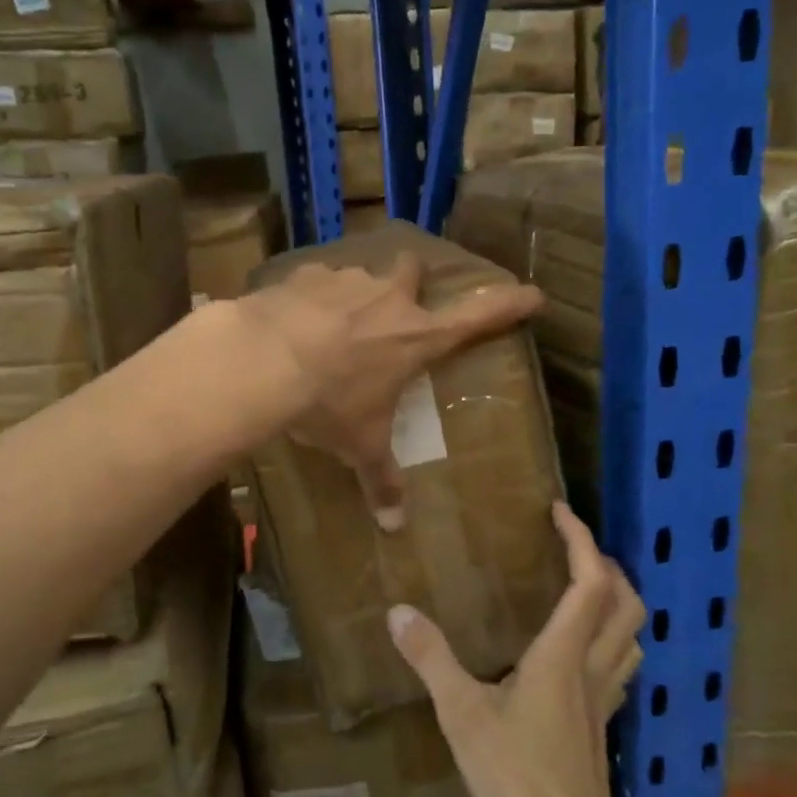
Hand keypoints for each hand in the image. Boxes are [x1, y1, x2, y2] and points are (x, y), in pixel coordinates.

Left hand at [239, 250, 541, 527]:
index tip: (533, 294)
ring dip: (351, 295)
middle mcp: (387, 299)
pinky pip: (313, 281)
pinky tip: (290, 322)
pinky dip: (307, 298)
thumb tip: (394, 527)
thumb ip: (380, 479)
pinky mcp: (302, 275)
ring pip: (359, 275)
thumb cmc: (330, 402)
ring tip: (328, 325)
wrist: (263, 360)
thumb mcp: (359, 444)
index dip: (509, 304)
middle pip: (412, 269)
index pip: (479, 315)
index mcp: (416, 337)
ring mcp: (345, 281)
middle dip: (409, 280)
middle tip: (397, 302)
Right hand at [388, 503, 643, 796]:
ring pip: (631, 635)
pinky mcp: (603, 724)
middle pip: (627, 603)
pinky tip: (583, 651)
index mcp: (562, 654)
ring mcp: (603, 698)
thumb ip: (431, 659)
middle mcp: (591, 667)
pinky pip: (619, 665)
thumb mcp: (462, 715)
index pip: (590, 582)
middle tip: (575, 547)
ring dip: (618, 601)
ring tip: (585, 588)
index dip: (581, 540)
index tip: (560, 511)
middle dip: (608, 565)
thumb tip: (399, 611)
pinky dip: (611, 639)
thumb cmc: (515, 776)